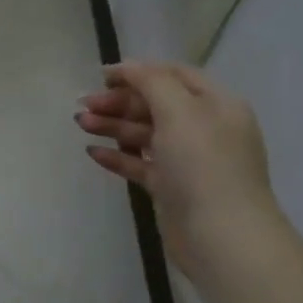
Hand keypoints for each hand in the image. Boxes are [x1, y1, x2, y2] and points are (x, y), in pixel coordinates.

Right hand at [77, 62, 279, 263]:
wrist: (222, 236)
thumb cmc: (203, 164)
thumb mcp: (179, 110)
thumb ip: (151, 82)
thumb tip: (128, 67)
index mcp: (216, 104)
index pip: (174, 75)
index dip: (138, 71)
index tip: (101, 76)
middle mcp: (205, 128)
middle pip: (155, 104)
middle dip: (119, 101)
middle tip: (83, 104)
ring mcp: (189, 160)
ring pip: (145, 134)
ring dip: (113, 126)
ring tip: (81, 124)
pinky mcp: (173, 188)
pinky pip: (141, 163)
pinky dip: (118, 155)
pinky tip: (93, 153)